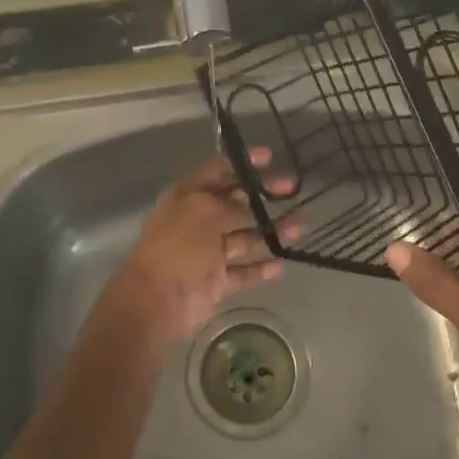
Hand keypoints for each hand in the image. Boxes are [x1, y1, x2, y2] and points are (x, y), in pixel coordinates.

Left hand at [103, 149, 296, 344]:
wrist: (157, 301)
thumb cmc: (178, 245)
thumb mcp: (206, 212)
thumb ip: (232, 206)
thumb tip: (250, 207)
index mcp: (188, 197)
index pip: (217, 171)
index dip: (241, 163)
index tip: (269, 157)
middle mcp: (198, 221)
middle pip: (235, 203)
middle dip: (262, 194)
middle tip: (292, 187)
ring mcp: (207, 253)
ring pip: (244, 238)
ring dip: (271, 231)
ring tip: (301, 224)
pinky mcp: (216, 282)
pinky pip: (243, 272)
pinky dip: (261, 268)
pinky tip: (282, 262)